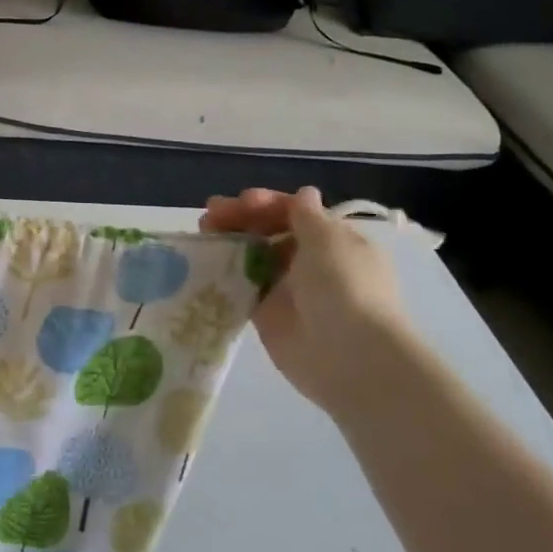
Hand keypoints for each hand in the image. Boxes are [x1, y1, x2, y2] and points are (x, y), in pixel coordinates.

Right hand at [201, 186, 410, 407]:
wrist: (349, 356)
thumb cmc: (344, 287)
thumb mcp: (328, 241)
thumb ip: (307, 216)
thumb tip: (304, 194)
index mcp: (333, 240)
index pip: (295, 212)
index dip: (267, 203)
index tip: (242, 202)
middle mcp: (312, 261)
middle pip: (271, 231)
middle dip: (241, 219)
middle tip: (210, 215)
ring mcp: (288, 288)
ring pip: (254, 256)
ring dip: (230, 242)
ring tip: (203, 234)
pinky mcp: (268, 315)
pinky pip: (243, 287)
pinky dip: (225, 273)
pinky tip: (204, 262)